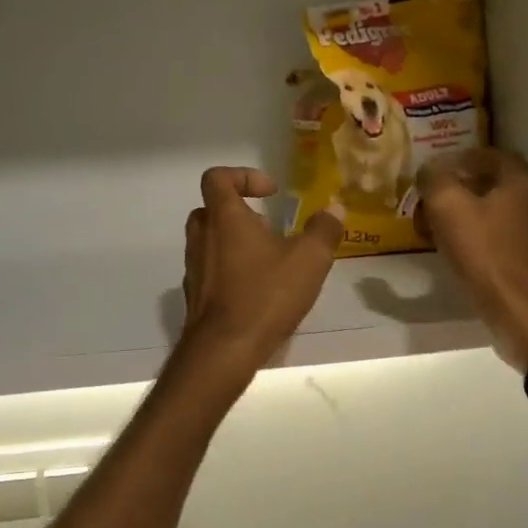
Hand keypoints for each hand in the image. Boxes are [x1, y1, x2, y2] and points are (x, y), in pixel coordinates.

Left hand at [181, 168, 342, 371]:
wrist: (223, 350)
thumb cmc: (265, 296)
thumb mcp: (309, 260)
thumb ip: (324, 230)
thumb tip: (334, 209)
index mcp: (224, 218)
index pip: (217, 178)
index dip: (244, 177)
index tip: (271, 194)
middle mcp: (201, 237)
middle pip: (212, 209)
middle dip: (241, 213)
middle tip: (269, 229)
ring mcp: (194, 268)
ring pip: (210, 242)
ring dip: (236, 243)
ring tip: (269, 263)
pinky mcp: (194, 296)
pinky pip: (210, 271)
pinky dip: (230, 271)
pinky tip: (257, 292)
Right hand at [419, 149, 527, 368]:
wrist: (525, 314)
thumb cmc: (486, 255)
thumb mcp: (449, 209)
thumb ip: (436, 180)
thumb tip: (430, 169)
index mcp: (522, 182)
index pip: (493, 155)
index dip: (463, 158)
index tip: (438, 171)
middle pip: (498, 185)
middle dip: (464, 190)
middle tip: (435, 203)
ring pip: (502, 215)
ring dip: (473, 217)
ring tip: (443, 232)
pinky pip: (507, 242)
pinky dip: (485, 241)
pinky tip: (466, 257)